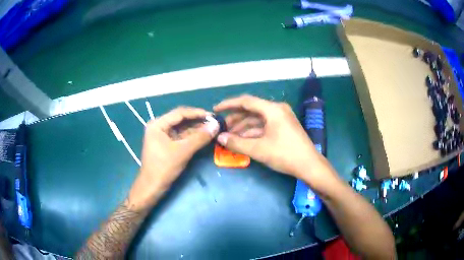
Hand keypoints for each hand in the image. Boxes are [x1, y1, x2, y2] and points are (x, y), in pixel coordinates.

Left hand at [127, 107, 218, 210]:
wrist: (152, 187)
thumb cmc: (164, 168)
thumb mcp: (182, 151)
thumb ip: (199, 137)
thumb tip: (216, 125)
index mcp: (157, 124)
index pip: (180, 113)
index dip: (197, 113)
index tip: (212, 115)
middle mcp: (158, 127)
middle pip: (180, 120)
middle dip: (197, 121)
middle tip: (214, 122)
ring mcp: (162, 136)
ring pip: (181, 129)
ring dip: (195, 129)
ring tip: (211, 128)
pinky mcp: (166, 145)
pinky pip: (180, 137)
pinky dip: (191, 137)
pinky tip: (203, 137)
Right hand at [214, 95, 328, 182]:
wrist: (309, 166)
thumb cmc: (285, 154)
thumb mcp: (259, 149)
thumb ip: (237, 143)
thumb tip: (220, 138)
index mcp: (273, 109)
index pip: (246, 101)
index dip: (229, 104)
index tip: (216, 110)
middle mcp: (277, 110)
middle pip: (251, 110)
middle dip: (236, 119)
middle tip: (222, 127)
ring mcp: (281, 119)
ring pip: (257, 119)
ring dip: (243, 127)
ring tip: (230, 136)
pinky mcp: (283, 128)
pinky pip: (264, 126)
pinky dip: (253, 132)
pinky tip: (243, 140)